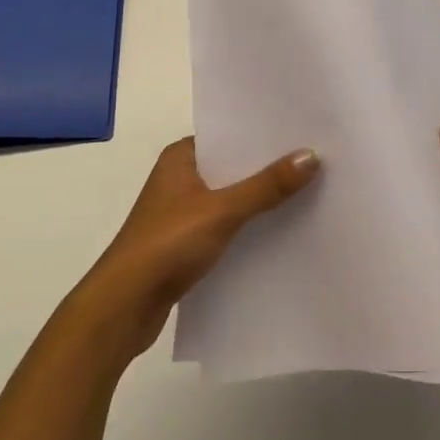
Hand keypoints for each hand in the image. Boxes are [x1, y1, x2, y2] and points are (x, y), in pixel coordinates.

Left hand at [72, 138, 319, 365]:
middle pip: (233, 167)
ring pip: (231, 198)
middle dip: (268, 167)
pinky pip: (226, 226)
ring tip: (308, 192)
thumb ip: (267, 185)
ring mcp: (181, 213)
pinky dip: (249, 227)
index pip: (228, 135)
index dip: (263, 134)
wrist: (122, 309)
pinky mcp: (185, 245)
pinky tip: (281, 231)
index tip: (303, 130)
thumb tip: (312, 155)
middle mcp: (179, 179)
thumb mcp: (222, 210)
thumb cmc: (166, 245)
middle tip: (316, 159)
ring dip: (260, 200)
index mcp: (180, 157)